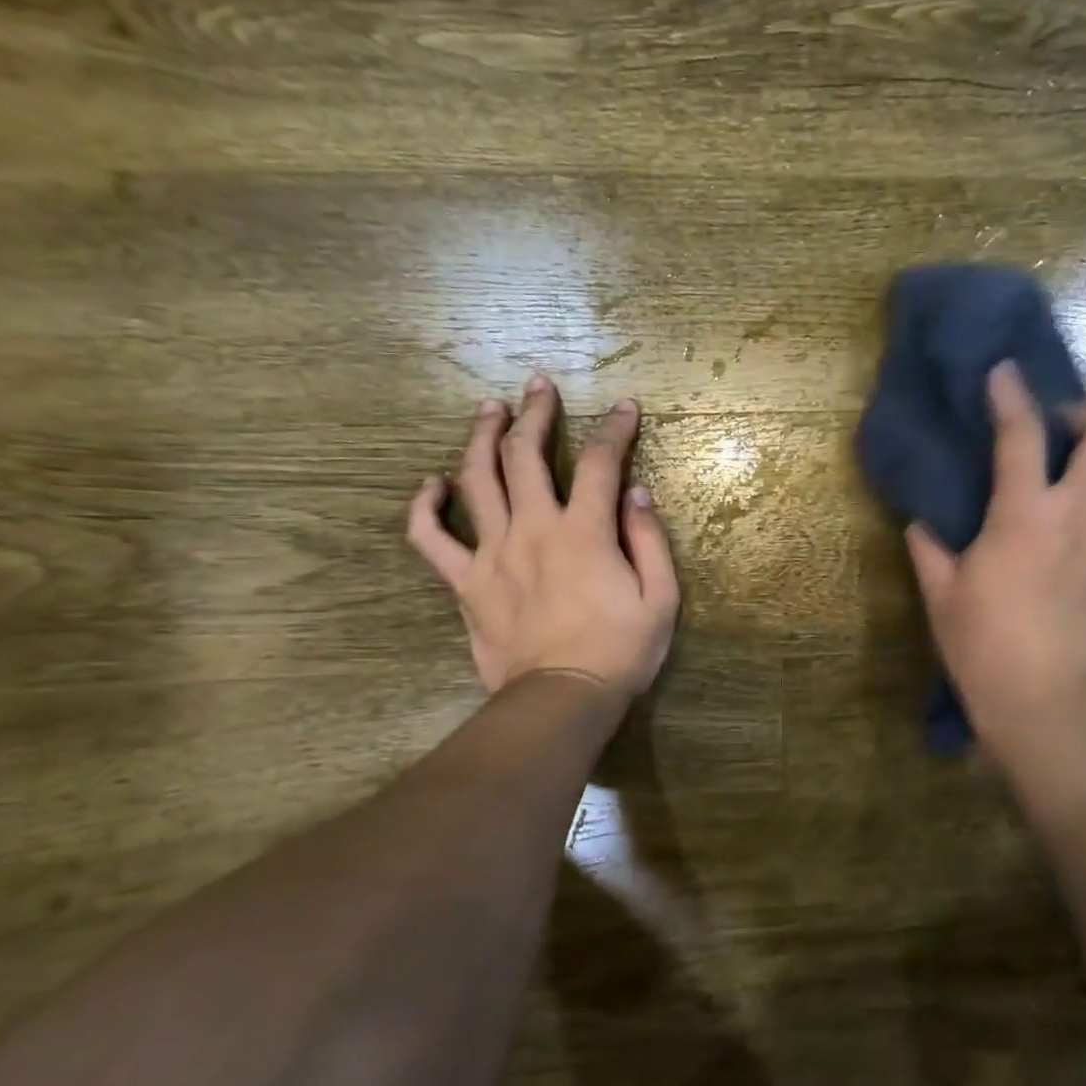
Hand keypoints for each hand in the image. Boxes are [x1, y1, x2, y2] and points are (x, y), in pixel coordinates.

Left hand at [406, 375, 679, 697]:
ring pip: (476, 480)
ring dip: (481, 437)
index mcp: (585, 532)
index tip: (624, 407)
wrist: (562, 700)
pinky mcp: (465, 582)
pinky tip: (431, 483)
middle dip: (536, 413)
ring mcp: (492, 553)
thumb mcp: (661, 598)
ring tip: (489, 410)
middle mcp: (534, 529)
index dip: (614, 429)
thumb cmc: (621, 651)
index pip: (600, 463)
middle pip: (526, 454)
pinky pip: (431, 538)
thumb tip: (636, 493)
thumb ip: (648, 540)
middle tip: (538, 385)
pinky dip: (425, 507)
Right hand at [906, 361, 1085, 752]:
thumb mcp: (940, 591)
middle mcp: (1076, 513)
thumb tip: (921, 525)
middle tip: (1065, 436)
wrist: (1036, 699)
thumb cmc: (979, 642)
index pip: (1020, 433)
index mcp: (1022, 511)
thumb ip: (928, 548)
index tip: (1004, 373)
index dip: (1011, 395)